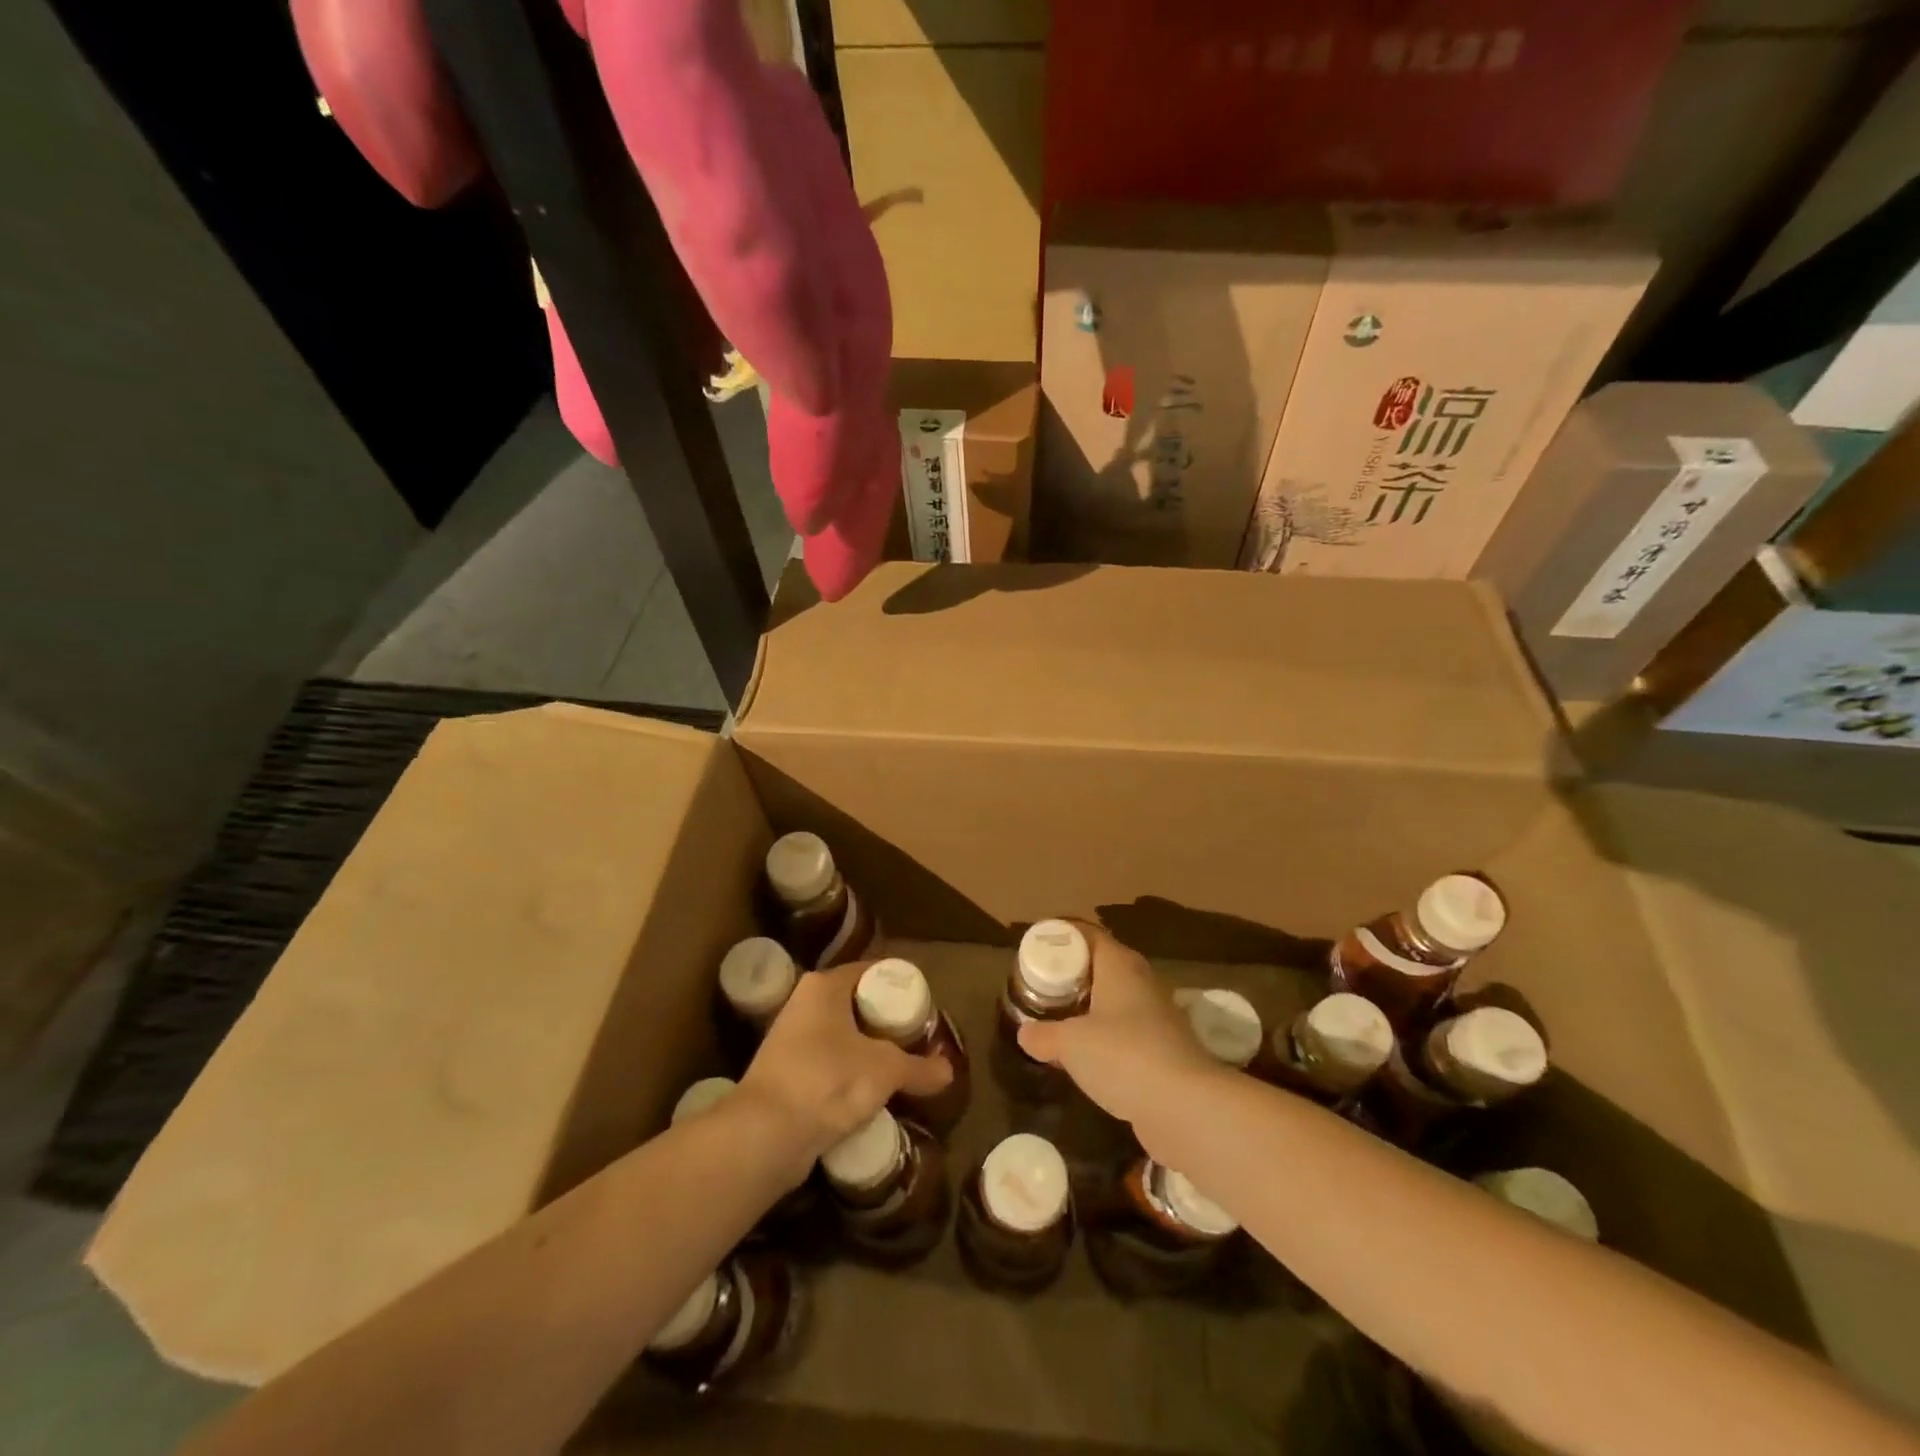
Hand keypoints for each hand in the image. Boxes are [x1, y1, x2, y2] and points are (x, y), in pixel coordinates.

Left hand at [738, 962, 951, 1166]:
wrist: (764, 1135)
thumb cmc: (828, 1081)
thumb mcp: (885, 1070)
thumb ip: (919, 1067)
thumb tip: (948, 1071)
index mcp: (824, 986)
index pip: (871, 971)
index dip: (899, 986)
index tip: (924, 1007)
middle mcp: (803, 1003)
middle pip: (855, 1003)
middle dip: (885, 1022)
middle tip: (917, 1039)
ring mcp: (789, 1039)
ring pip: (840, 1036)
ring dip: (867, 1050)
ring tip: (899, 1068)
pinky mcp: (784, 1074)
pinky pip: (827, 1064)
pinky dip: (848, 1074)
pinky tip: (869, 1093)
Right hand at [1017, 921, 1224, 1141]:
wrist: (1186, 1107)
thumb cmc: (1123, 1056)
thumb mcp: (1070, 1044)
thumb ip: (1044, 1035)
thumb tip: (1025, 1032)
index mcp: (1120, 966)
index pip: (1090, 936)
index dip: (1064, 938)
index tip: (1039, 950)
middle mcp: (1143, 983)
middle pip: (1104, 967)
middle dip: (1075, 975)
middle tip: (1044, 987)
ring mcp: (1159, 1018)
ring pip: (1118, 1002)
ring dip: (1092, 1010)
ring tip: (1061, 1022)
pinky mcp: (1166, 1052)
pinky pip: (1129, 1034)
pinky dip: (1108, 1040)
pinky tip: (1089, 1059)